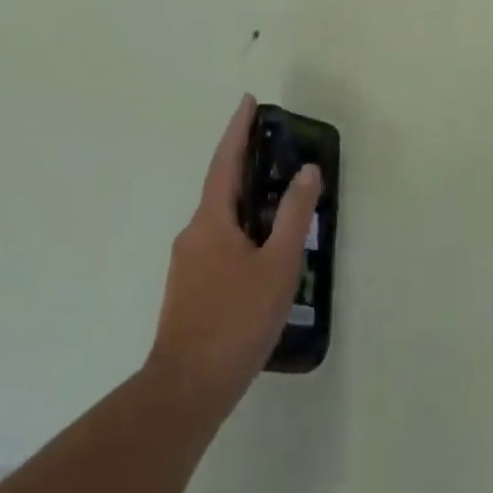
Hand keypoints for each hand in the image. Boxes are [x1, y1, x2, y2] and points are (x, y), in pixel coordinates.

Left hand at [144, 96, 321, 422]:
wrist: (185, 392)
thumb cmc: (235, 320)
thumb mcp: (277, 265)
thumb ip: (293, 215)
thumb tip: (307, 170)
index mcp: (211, 220)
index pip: (226, 161)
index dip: (238, 129)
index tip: (249, 100)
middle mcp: (193, 233)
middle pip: (222, 186)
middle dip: (246, 163)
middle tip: (277, 149)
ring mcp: (187, 263)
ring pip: (221, 218)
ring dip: (246, 200)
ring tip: (279, 200)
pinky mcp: (189, 288)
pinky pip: (218, 241)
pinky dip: (241, 228)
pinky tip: (262, 251)